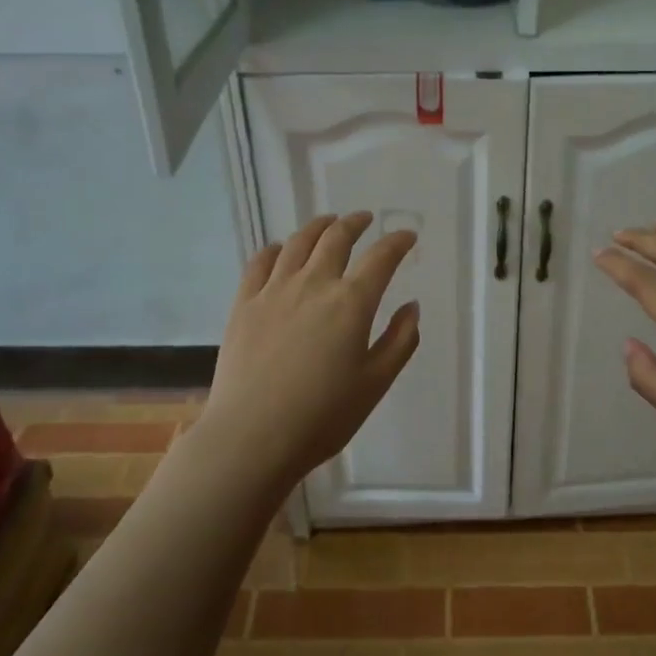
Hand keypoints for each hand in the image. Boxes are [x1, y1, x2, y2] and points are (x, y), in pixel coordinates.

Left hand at [201, 213, 420, 489]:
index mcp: (352, 303)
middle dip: (355, 223)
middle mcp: (314, 284)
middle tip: (365, 219)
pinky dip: (276, 248)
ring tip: (328, 222)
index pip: (381, 258)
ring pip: (298, 243)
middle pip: (336, 238)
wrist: (252, 435)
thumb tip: (411, 307)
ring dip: (318, 226)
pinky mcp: (244, 303)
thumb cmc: (323, 415)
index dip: (398, 242)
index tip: (407, 236)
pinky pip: (260, 262)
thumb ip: (400, 341)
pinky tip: (282, 249)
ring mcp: (274, 290)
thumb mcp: (375, 383)